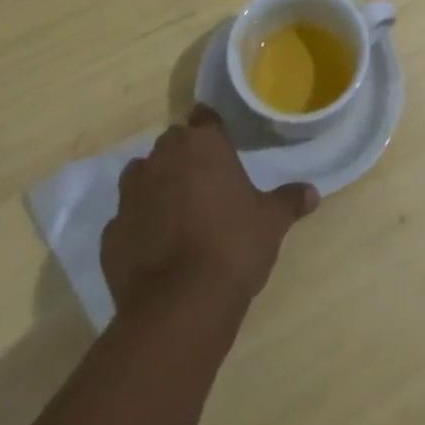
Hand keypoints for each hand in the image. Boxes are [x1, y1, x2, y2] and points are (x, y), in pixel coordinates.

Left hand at [102, 105, 317, 326]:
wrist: (178, 307)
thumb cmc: (232, 248)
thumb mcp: (271, 223)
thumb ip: (289, 201)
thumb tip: (313, 192)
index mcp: (203, 143)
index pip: (205, 117)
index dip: (213, 131)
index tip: (223, 148)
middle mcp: (162, 157)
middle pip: (172, 145)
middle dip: (185, 159)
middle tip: (205, 186)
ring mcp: (131, 194)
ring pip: (142, 177)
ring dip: (155, 187)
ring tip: (176, 215)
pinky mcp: (110, 234)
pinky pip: (126, 220)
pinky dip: (138, 228)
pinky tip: (154, 251)